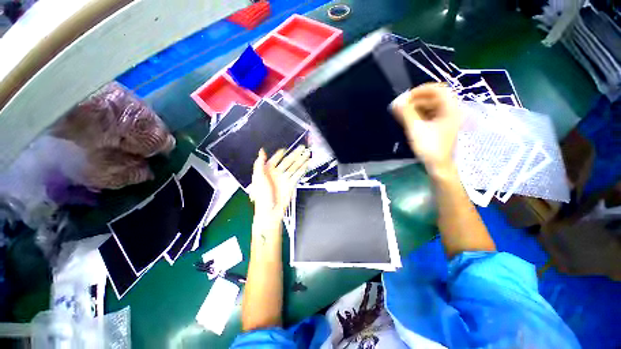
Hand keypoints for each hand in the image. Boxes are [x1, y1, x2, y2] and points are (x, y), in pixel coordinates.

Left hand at [250, 146, 309, 221]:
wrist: (270, 212)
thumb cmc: (261, 196)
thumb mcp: (258, 178)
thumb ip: (259, 164)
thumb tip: (261, 152)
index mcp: (267, 171)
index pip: (274, 160)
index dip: (279, 154)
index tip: (284, 149)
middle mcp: (277, 174)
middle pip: (287, 161)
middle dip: (294, 154)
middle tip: (301, 148)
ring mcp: (285, 179)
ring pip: (294, 167)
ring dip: (301, 160)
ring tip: (306, 154)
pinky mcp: (291, 184)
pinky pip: (298, 175)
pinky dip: (303, 169)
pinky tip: (306, 164)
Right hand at [391, 83, 461, 175]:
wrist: (438, 165)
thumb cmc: (429, 147)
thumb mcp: (416, 129)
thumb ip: (406, 113)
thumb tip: (396, 101)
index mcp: (449, 108)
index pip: (437, 89)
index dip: (420, 90)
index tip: (405, 97)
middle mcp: (450, 110)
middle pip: (433, 97)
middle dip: (415, 100)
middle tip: (401, 106)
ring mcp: (446, 118)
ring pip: (430, 106)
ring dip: (415, 107)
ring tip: (402, 113)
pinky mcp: (440, 125)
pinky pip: (429, 114)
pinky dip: (418, 114)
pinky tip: (408, 119)